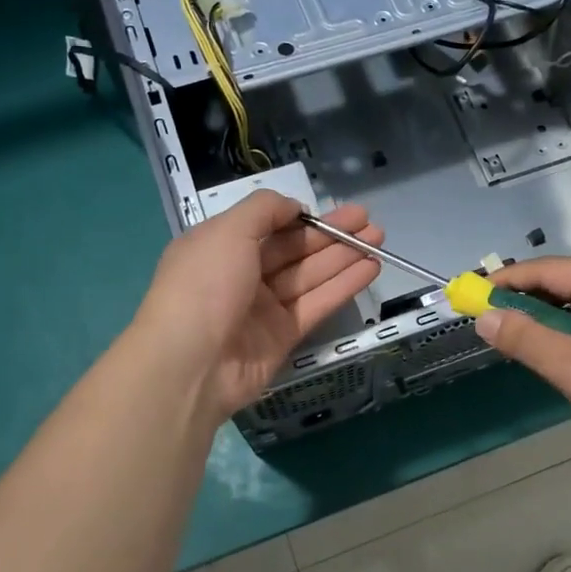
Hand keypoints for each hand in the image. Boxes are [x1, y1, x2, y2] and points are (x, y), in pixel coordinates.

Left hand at [130, 190, 381, 423]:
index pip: (268, 225)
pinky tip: (370, 269)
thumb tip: (295, 207)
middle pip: (295, 249)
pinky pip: (317, 304)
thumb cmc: (203, 286)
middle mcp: (242, 274)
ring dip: (344, 256)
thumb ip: (264, 210)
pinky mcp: (283, 335)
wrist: (190, 364)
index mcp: (220, 247)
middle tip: (370, 222)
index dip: (303, 216)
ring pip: (310, 275)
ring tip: (379, 239)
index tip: (334, 209)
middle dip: (332, 234)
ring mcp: (263, 307)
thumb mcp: (227, 231)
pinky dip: (343, 286)